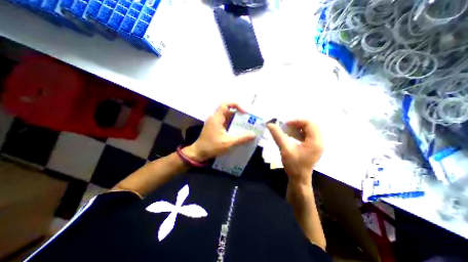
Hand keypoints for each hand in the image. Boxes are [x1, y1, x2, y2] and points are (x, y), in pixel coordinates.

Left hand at [183, 103, 254, 161]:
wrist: (199, 153)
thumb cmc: (212, 146)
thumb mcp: (228, 142)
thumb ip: (241, 138)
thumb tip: (253, 134)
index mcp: (216, 118)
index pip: (226, 104)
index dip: (236, 105)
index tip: (245, 113)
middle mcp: (216, 118)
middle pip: (229, 111)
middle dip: (240, 115)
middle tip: (249, 121)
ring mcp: (215, 123)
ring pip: (228, 118)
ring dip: (237, 122)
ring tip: (247, 127)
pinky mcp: (216, 128)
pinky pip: (227, 124)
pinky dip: (233, 126)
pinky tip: (240, 132)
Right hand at [269, 120, 323, 185]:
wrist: (299, 179)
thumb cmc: (293, 165)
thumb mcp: (285, 149)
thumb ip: (278, 135)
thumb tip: (269, 124)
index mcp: (315, 141)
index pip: (309, 123)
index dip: (297, 121)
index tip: (285, 124)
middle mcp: (319, 141)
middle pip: (311, 125)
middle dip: (297, 124)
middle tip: (286, 126)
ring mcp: (317, 144)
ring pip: (309, 130)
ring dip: (298, 128)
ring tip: (288, 130)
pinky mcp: (313, 147)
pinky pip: (307, 135)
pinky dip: (299, 133)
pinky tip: (291, 136)